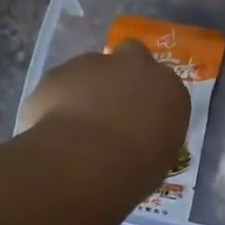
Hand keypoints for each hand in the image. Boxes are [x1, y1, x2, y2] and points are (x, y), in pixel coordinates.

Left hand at [18, 41, 189, 190]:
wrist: (86, 162)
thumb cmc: (135, 169)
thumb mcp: (159, 159)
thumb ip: (152, 137)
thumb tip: (140, 140)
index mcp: (169, 89)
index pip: (165, 86)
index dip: (151, 101)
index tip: (143, 122)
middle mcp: (135, 66)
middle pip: (132, 55)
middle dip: (123, 73)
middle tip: (113, 107)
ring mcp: (94, 64)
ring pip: (92, 70)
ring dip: (88, 90)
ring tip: (78, 127)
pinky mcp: (58, 73)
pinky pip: (61, 86)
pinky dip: (58, 102)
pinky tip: (55, 130)